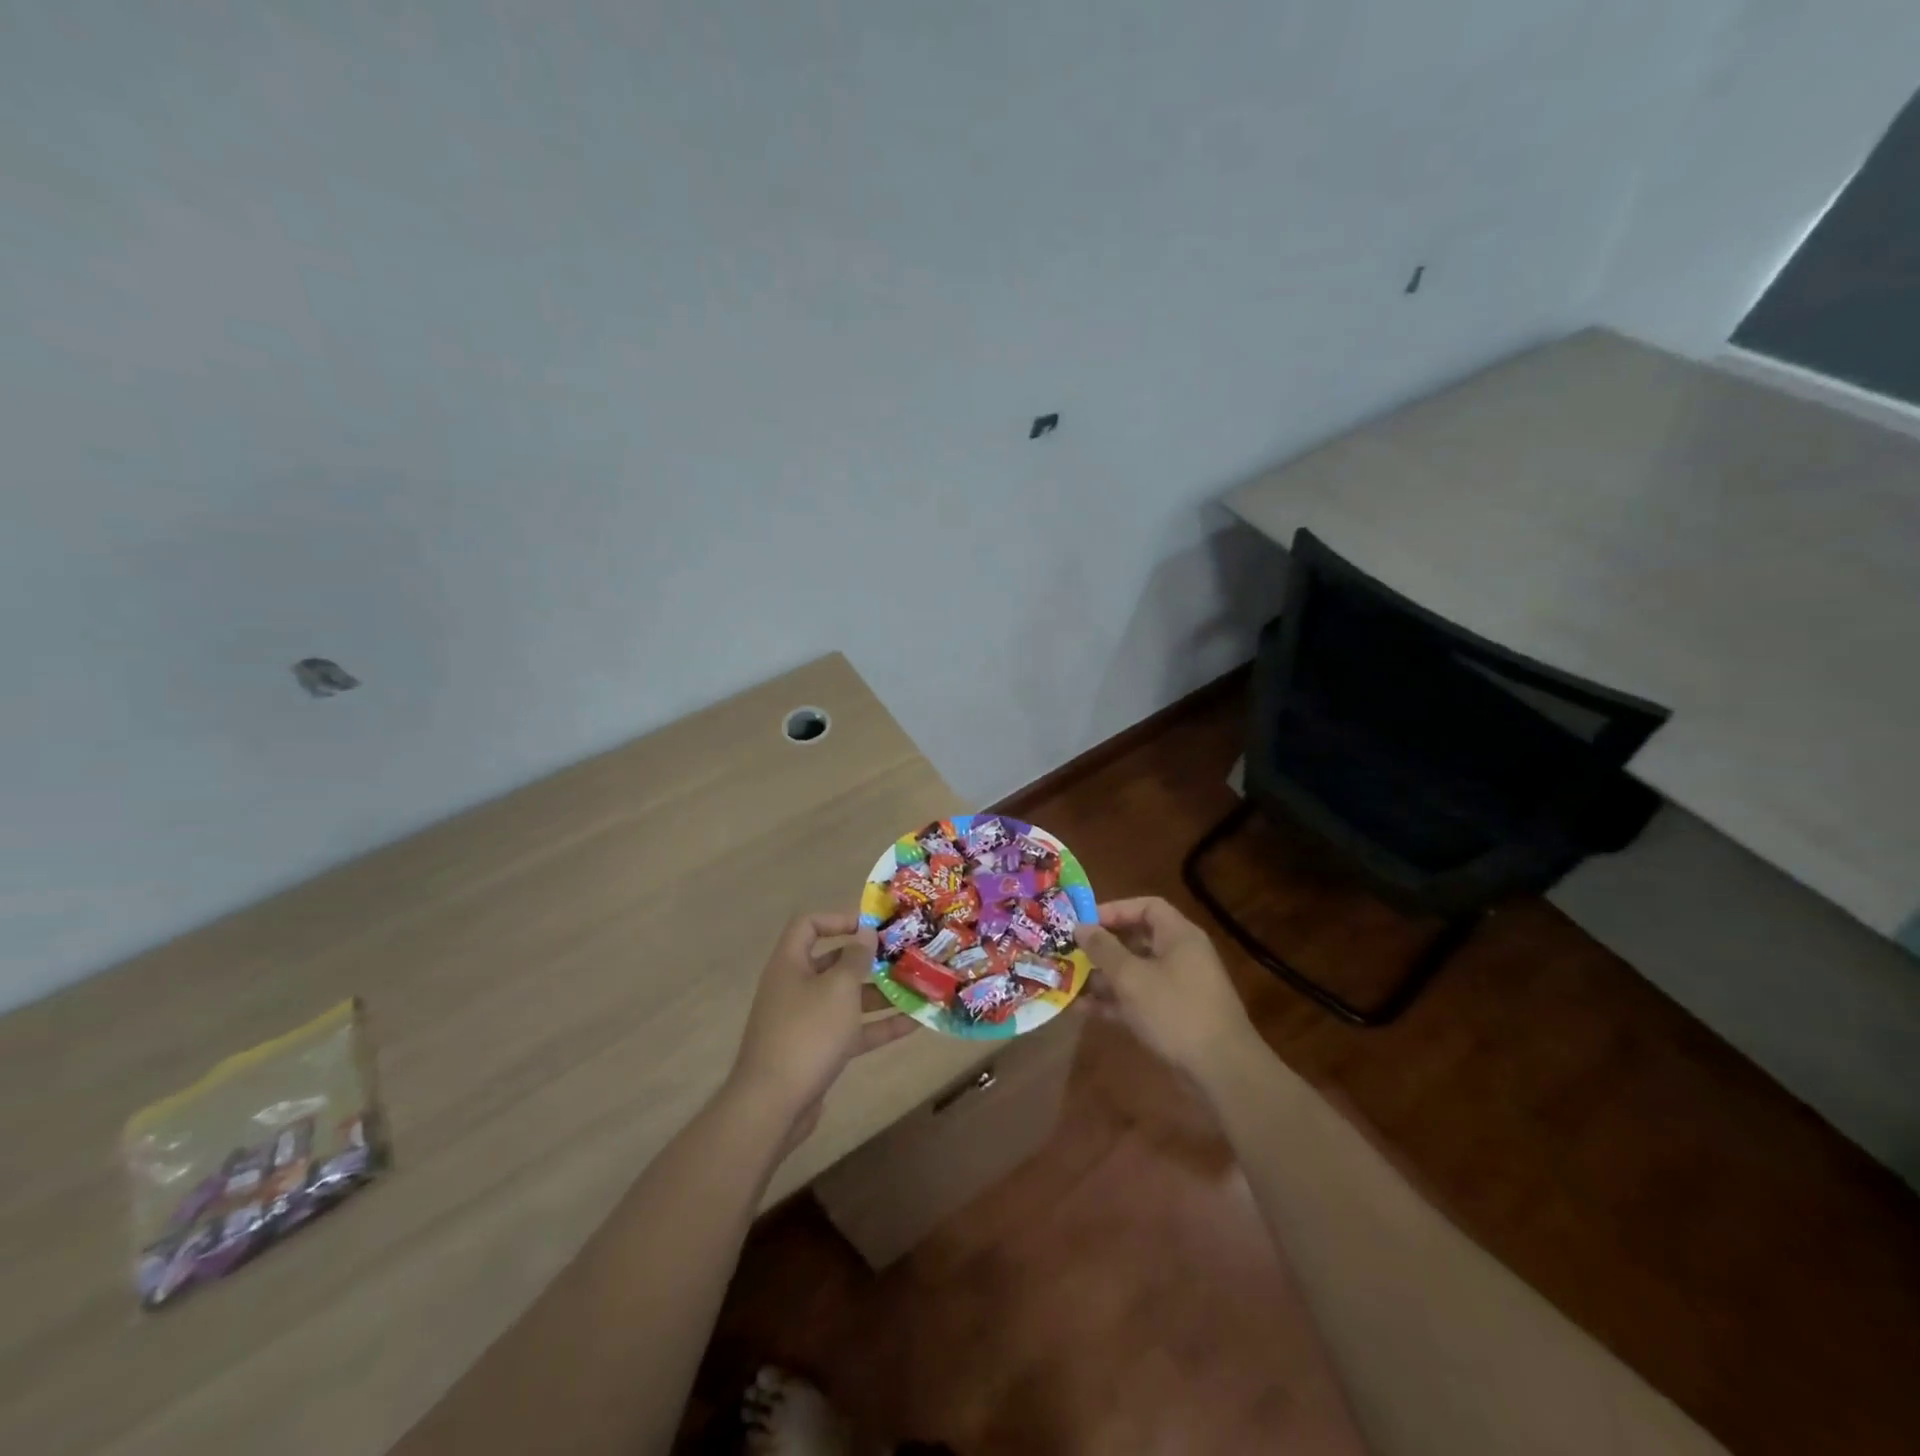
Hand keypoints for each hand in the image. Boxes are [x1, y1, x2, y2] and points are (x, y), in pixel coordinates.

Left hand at [727, 912, 916, 1143]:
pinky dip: (879, 1026)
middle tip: (903, 956)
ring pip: (846, 999)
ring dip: (880, 994)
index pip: (808, 925)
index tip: (871, 927)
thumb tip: (865, 932)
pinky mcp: (818, 1051)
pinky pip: (851, 1030)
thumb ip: (856, 958)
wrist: (773, 1105)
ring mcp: (806, 1021)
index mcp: (790, 964)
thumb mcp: (838, 989)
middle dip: (869, 960)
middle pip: (833, 962)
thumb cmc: (807, 1033)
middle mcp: (795, 987)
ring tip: (918, 988)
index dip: (838, 919)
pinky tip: (914, 1024)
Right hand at [1075, 897, 1259, 1079]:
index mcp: (1179, 936)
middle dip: (1104, 946)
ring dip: (1104, 977)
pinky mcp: (1175, 1017)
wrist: (1222, 1070)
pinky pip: (1140, 999)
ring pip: (1136, 972)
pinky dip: (1115, 1002)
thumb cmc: (1175, 1010)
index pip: (1147, 907)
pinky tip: (1084, 1009)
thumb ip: (1103, 949)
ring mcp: (1179, 988)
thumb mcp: (1131, 977)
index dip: (1115, 910)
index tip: (1085, 923)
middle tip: (1072, 952)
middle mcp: (1181, 956)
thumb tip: (1081, 927)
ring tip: (1070, 981)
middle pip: (1138, 939)